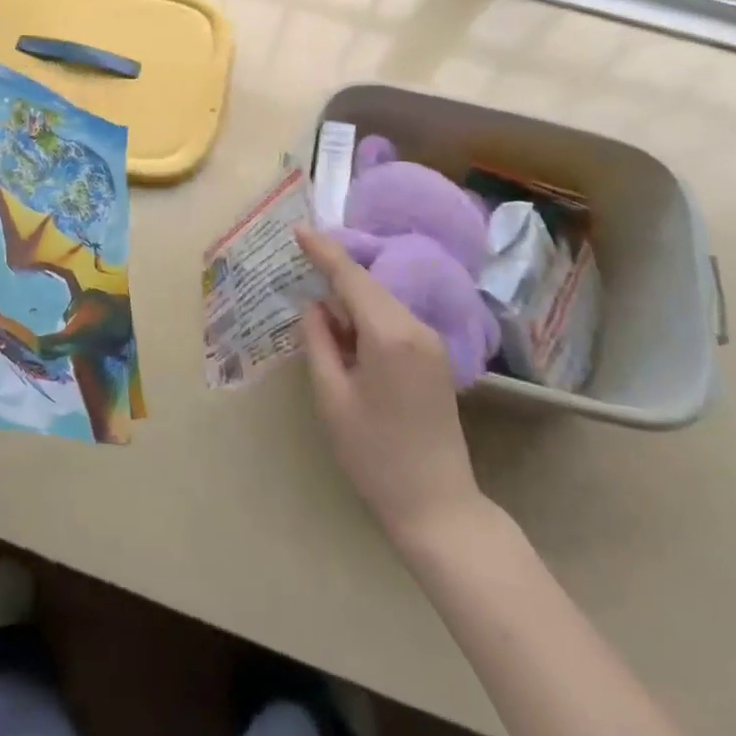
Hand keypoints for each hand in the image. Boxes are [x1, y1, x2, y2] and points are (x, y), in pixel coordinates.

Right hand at [294, 226, 488, 558]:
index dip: (323, 252)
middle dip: (334, 275)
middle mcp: (415, 329)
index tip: (298, 229)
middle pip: (368, 287)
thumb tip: (315, 308)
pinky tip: (344, 335)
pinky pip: (393, 323)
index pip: (351, 277)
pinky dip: (365, 320)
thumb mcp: (332, 396)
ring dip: (348, 302)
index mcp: (389, 334)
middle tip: (298, 269)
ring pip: (380, 304)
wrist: (437, 506)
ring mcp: (430, 344)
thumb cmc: (374, 454)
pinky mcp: (434, 361)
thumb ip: (319, 342)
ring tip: (315, 312)